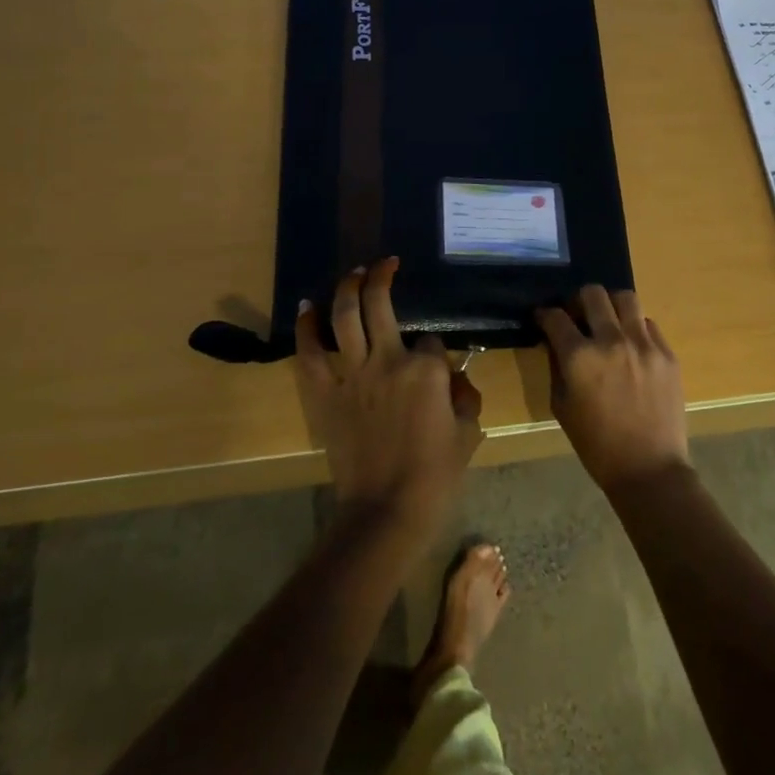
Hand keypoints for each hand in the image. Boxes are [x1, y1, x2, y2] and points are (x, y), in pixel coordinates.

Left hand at [296, 259, 483, 542]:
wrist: (386, 511)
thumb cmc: (435, 476)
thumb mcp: (467, 434)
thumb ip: (464, 398)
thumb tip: (455, 381)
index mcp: (427, 371)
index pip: (432, 342)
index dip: (434, 353)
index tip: (435, 368)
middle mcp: (389, 361)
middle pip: (380, 305)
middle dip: (382, 277)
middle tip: (385, 263)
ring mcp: (353, 374)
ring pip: (345, 316)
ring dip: (348, 288)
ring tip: (353, 272)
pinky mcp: (326, 393)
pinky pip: (311, 354)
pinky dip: (307, 328)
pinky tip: (308, 307)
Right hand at [536, 286, 689, 493]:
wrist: (649, 469)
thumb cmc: (597, 445)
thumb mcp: (562, 407)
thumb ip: (557, 367)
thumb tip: (556, 342)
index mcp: (580, 357)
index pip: (556, 317)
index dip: (545, 315)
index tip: (544, 319)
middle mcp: (611, 341)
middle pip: (592, 294)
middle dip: (578, 301)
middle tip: (577, 316)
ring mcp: (644, 344)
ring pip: (625, 298)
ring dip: (610, 305)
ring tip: (607, 322)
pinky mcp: (667, 353)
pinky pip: (648, 323)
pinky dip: (635, 327)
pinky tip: (631, 345)